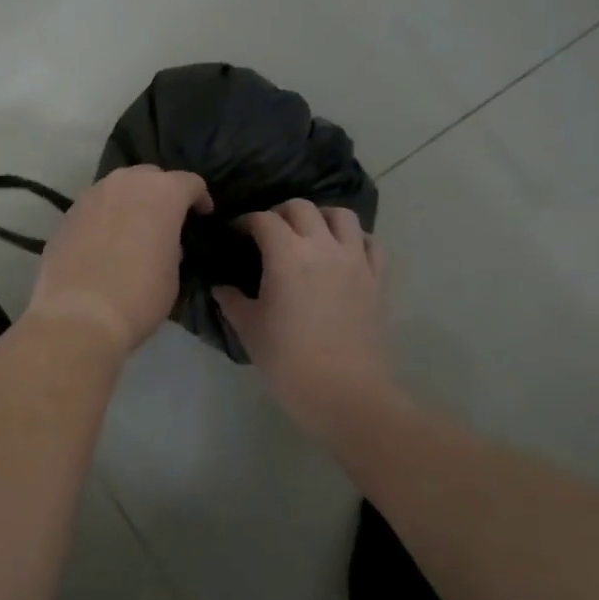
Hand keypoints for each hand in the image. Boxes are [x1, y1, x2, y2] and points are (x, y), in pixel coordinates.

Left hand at [26, 166, 212, 353]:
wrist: (78, 315)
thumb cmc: (139, 296)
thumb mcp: (173, 275)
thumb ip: (172, 249)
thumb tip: (163, 245)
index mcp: (162, 193)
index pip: (189, 182)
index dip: (200, 198)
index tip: (202, 216)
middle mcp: (125, 183)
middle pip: (150, 177)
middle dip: (162, 193)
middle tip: (166, 220)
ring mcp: (91, 195)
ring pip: (118, 188)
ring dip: (130, 202)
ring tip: (133, 229)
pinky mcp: (67, 215)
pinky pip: (95, 207)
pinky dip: (105, 218)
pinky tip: (105, 243)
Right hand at [215, 201, 399, 437]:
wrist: (342, 391)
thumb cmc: (287, 360)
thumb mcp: (249, 329)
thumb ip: (232, 300)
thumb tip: (221, 286)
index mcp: (287, 255)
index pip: (263, 220)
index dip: (245, 221)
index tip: (235, 233)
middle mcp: (323, 246)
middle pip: (301, 208)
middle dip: (280, 213)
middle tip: (268, 232)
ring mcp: (355, 260)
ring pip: (342, 215)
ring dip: (321, 217)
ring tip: (309, 233)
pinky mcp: (377, 278)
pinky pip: (370, 243)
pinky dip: (355, 240)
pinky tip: (343, 253)